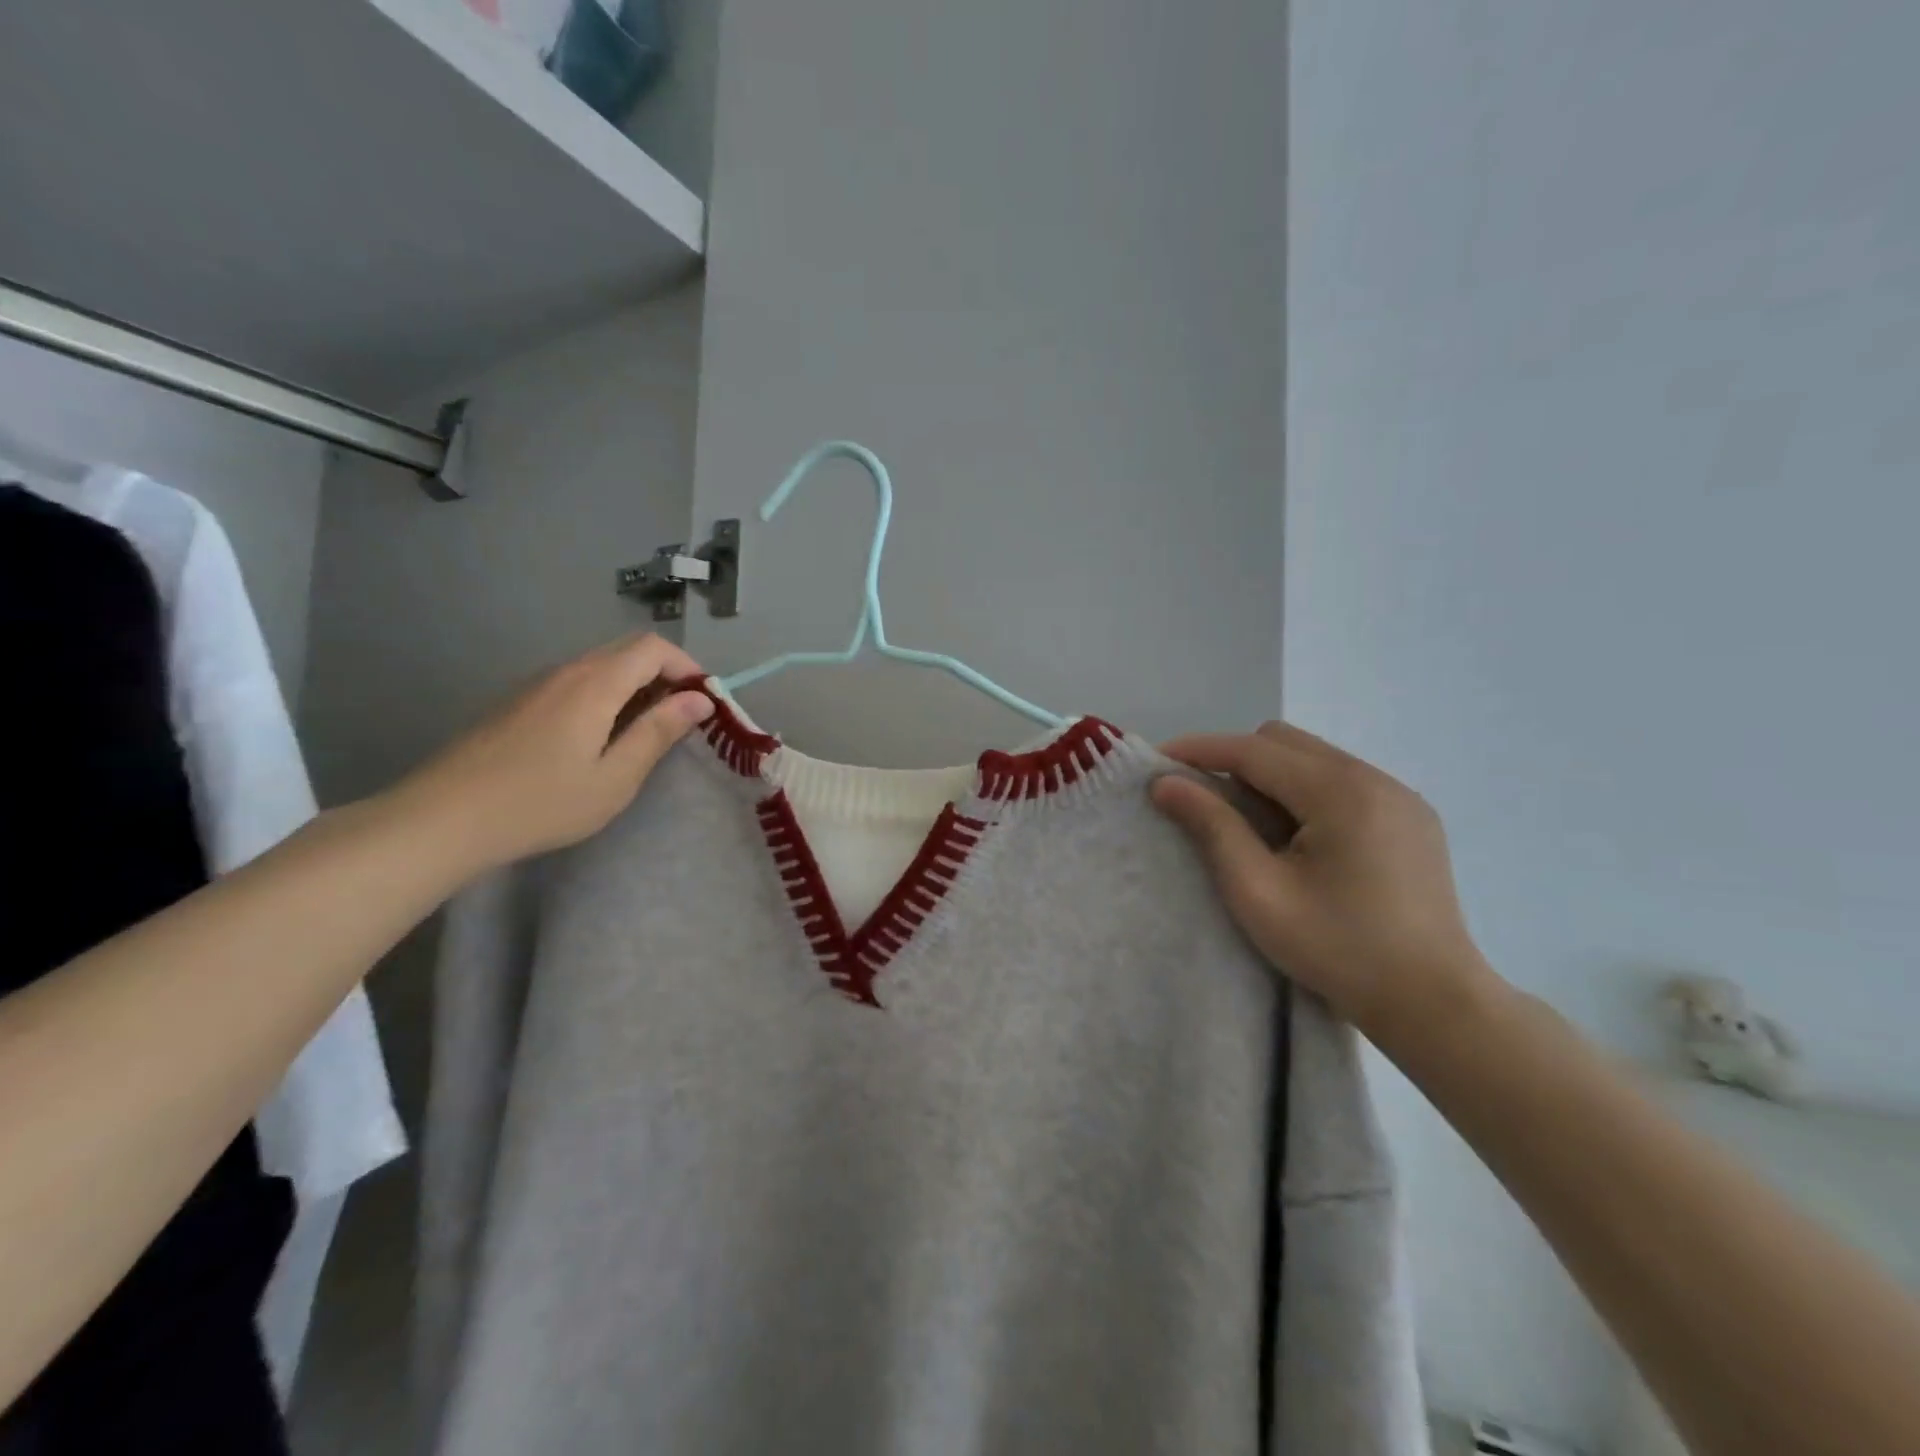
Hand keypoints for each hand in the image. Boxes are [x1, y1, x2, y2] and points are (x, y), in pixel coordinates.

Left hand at [386, 633, 713, 874]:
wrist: (442, 819)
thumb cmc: (541, 803)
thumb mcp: (615, 777)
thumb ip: (658, 733)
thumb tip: (699, 700)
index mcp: (595, 684)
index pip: (653, 647)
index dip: (688, 667)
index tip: (705, 703)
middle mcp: (567, 671)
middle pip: (628, 650)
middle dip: (666, 676)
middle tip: (682, 720)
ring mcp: (538, 684)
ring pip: (601, 666)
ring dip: (636, 687)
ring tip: (646, 733)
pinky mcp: (519, 702)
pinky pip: (577, 682)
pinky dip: (607, 696)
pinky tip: (600, 739)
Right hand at [1151, 722, 1493, 1039]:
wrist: (1435, 1003)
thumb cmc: (1338, 950)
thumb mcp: (1258, 892)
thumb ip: (1212, 828)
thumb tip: (1166, 783)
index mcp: (1340, 792)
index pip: (1254, 750)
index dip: (1199, 750)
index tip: (1157, 761)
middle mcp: (1374, 778)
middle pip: (1284, 742)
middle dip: (1235, 760)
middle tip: (1206, 803)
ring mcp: (1400, 796)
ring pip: (1314, 758)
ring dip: (1270, 777)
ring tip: (1251, 826)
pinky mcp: (1412, 818)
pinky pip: (1342, 781)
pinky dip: (1305, 793)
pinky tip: (1299, 839)